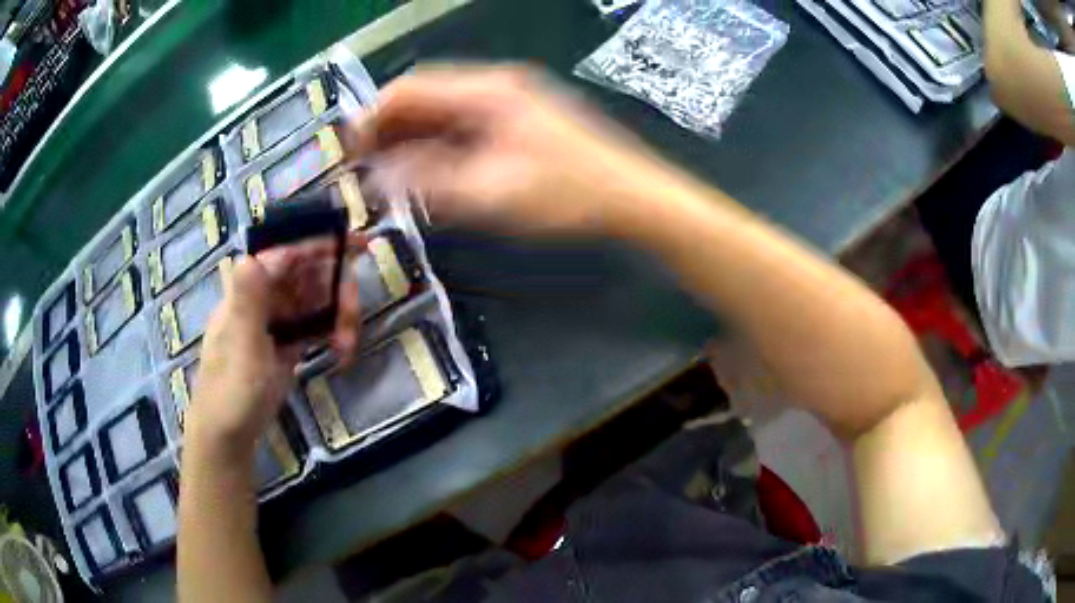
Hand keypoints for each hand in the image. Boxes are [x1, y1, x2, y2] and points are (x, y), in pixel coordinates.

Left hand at [186, 242, 360, 455]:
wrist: (228, 436)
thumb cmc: (232, 391)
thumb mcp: (242, 348)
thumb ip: (247, 302)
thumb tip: (250, 256)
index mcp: (247, 292)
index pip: (285, 256)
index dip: (318, 245)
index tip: (355, 243)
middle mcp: (262, 300)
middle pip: (304, 276)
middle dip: (334, 287)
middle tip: (354, 312)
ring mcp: (274, 323)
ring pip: (312, 302)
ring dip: (335, 317)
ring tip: (348, 343)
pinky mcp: (284, 346)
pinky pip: (312, 328)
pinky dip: (330, 335)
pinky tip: (341, 351)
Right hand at [350, 65, 677, 237]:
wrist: (632, 197)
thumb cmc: (568, 194)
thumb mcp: (492, 193)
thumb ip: (430, 182)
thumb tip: (380, 176)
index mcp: (488, 92)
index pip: (412, 88)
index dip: (374, 116)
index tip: (349, 148)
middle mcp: (496, 86)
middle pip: (427, 96)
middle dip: (390, 127)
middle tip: (363, 163)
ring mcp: (511, 101)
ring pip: (445, 111)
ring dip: (413, 136)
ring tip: (387, 170)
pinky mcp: (521, 120)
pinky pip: (467, 124)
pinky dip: (441, 143)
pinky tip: (429, 168)